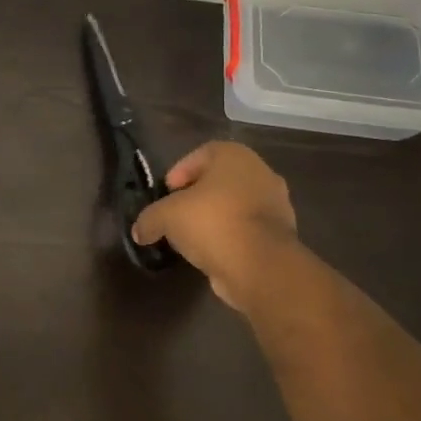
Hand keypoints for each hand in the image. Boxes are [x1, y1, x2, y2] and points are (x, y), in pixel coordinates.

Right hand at [131, 142, 296, 310]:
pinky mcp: (281, 235)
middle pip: (220, 180)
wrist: (260, 266)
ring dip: (213, 218)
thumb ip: (149, 219)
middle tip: (176, 213)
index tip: (167, 192)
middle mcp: (261, 174)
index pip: (202, 154)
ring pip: (235, 205)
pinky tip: (210, 252)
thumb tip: (140, 232)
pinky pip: (246, 229)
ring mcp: (276, 205)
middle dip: (197, 196)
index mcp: (236, 157)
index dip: (180, 171)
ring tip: (191, 237)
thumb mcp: (166, 217)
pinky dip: (229, 237)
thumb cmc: (212, 223)